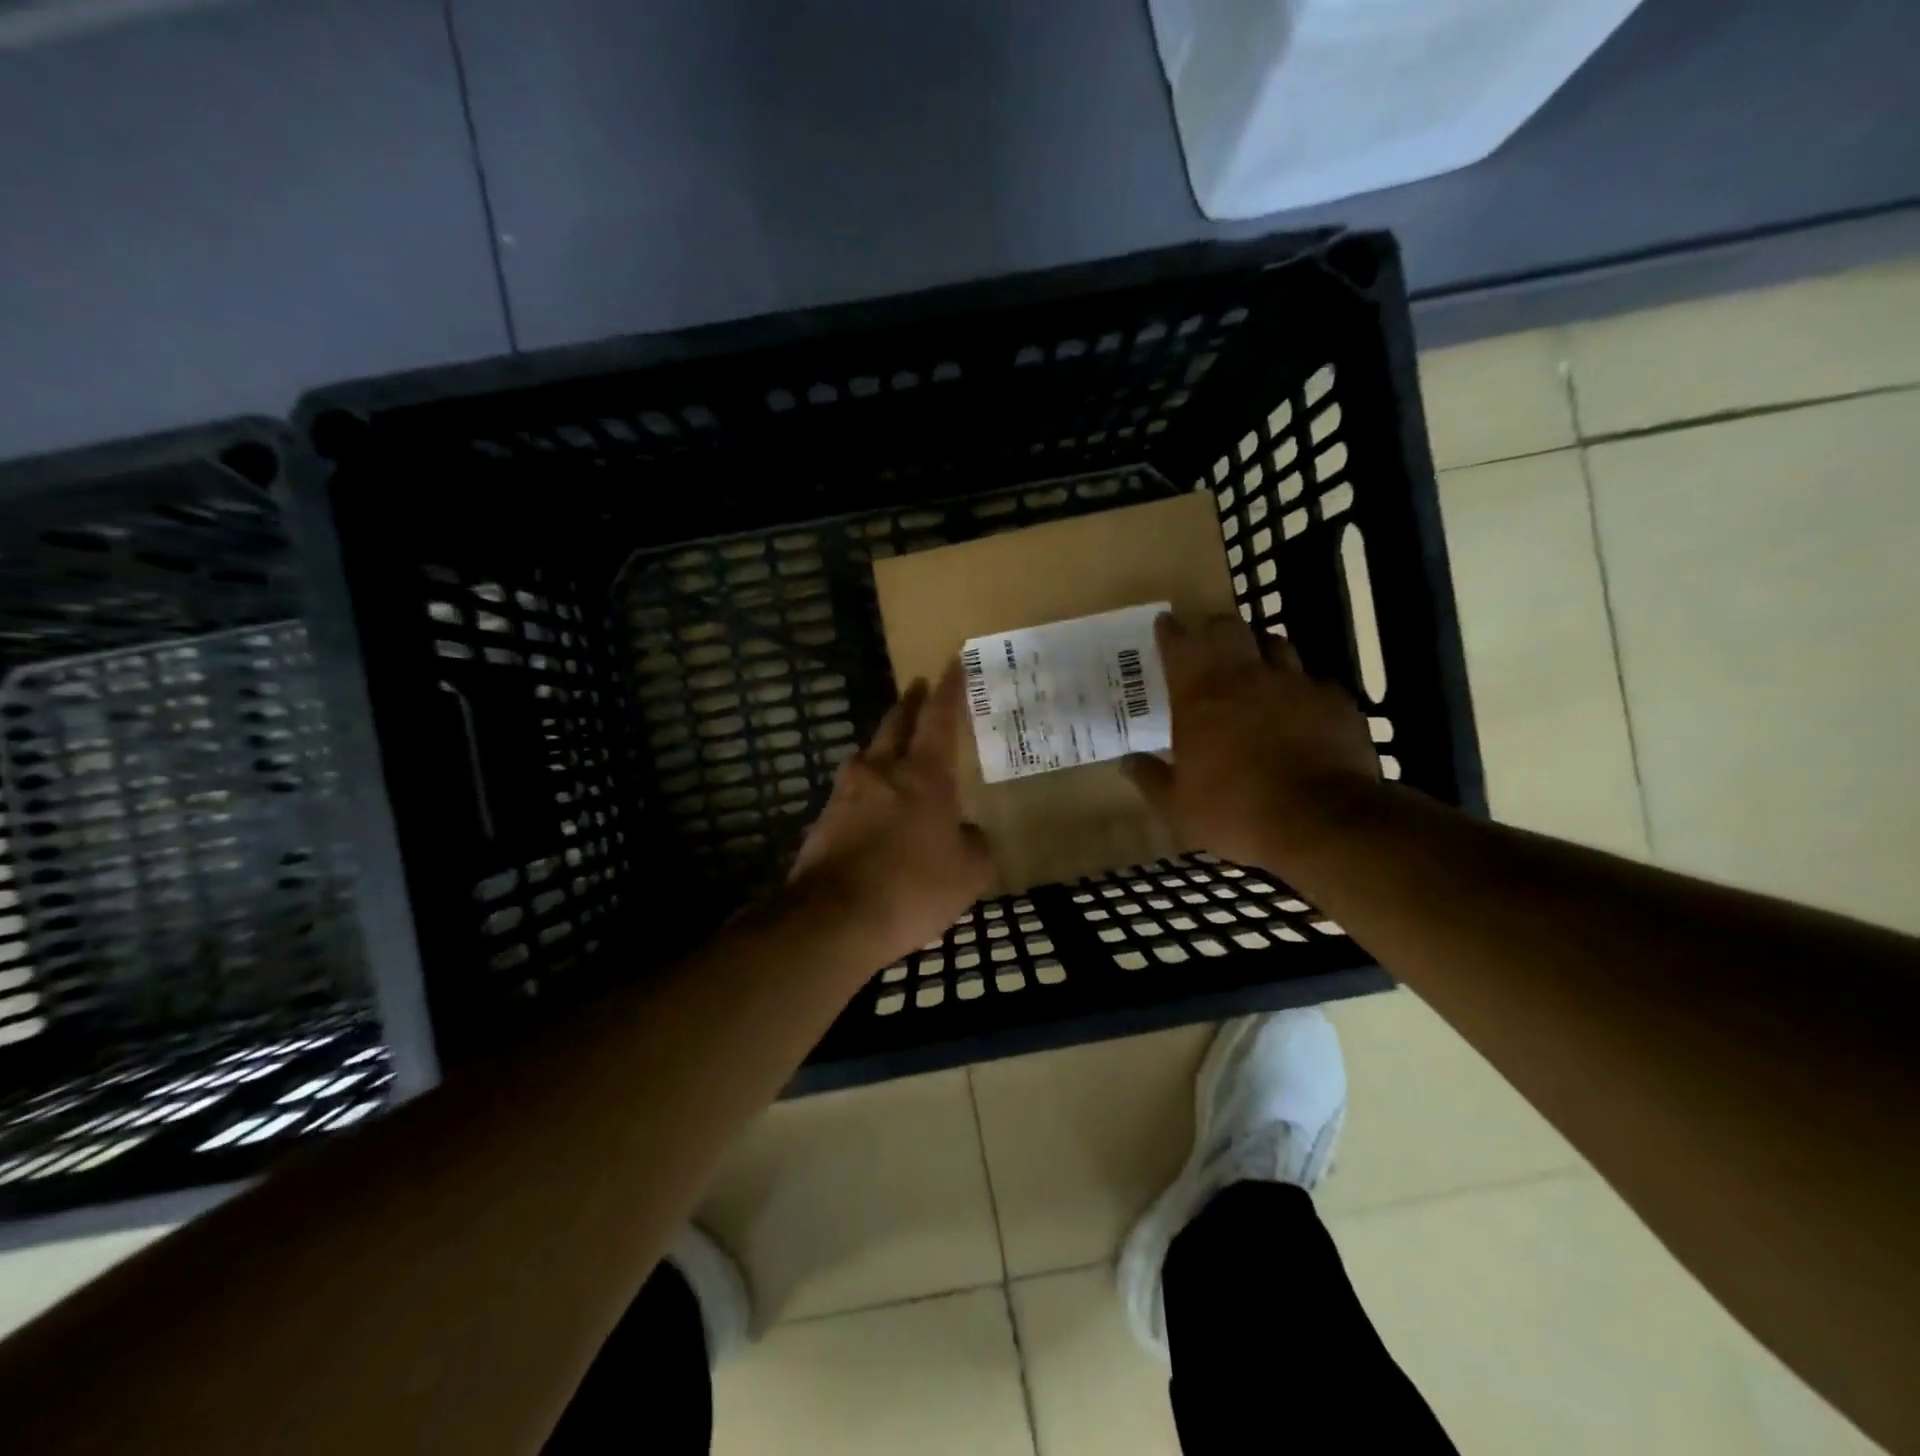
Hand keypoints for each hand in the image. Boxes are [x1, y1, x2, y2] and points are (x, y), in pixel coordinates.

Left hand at [788, 661, 992, 965]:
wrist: (835, 920)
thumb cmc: (913, 887)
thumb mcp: (968, 873)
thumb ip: (975, 845)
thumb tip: (968, 833)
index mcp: (923, 775)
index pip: (939, 718)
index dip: (949, 689)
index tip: (952, 661)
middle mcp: (881, 772)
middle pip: (895, 723)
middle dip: (910, 703)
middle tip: (919, 689)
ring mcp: (845, 794)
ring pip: (867, 756)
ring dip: (882, 746)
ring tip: (893, 750)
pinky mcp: (822, 820)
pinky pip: (850, 793)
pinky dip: (865, 790)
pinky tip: (871, 808)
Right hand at [1122, 612, 1379, 873]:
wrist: (1320, 821)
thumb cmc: (1235, 811)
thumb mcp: (1177, 807)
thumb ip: (1150, 778)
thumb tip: (1127, 762)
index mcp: (1199, 696)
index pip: (1179, 644)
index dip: (1170, 631)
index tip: (1165, 623)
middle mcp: (1245, 677)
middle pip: (1228, 628)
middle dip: (1213, 628)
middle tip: (1207, 639)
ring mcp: (1294, 684)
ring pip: (1274, 643)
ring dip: (1259, 648)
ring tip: (1254, 664)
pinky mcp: (1334, 700)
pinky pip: (1313, 679)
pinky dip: (1300, 685)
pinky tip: (1300, 704)